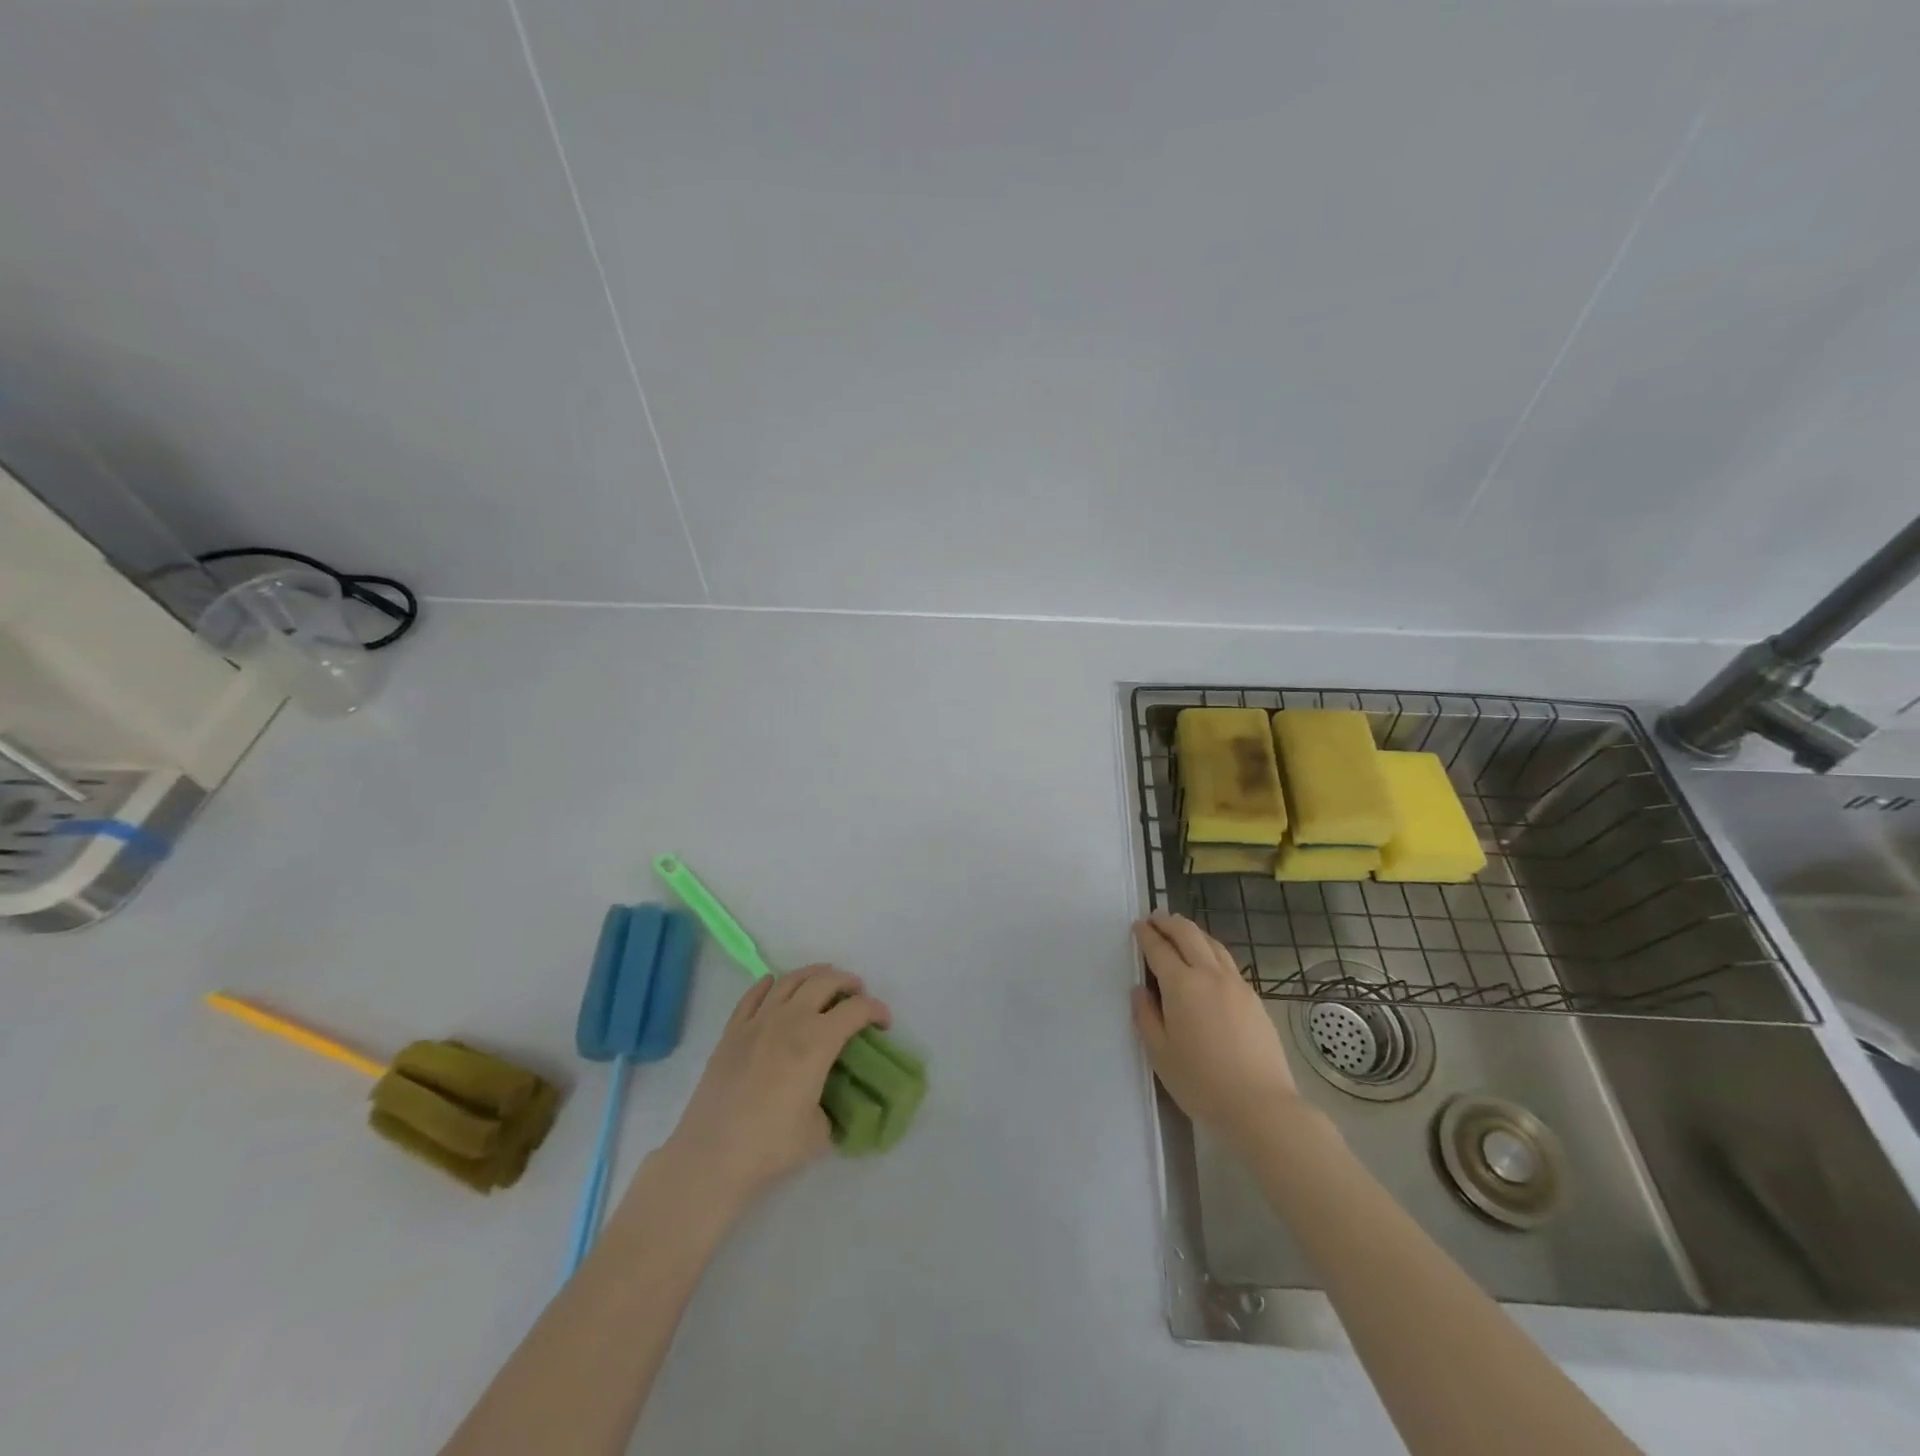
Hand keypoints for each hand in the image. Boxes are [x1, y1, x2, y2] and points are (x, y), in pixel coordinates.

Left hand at [657, 965, 889, 1212]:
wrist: (711, 1156)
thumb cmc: (770, 1146)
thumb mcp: (820, 1132)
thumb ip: (830, 1106)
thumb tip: (825, 1100)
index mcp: (818, 1041)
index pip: (856, 1011)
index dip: (876, 1010)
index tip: (884, 1022)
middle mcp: (790, 1020)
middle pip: (825, 982)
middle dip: (848, 983)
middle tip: (857, 994)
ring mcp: (757, 1021)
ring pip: (790, 980)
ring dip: (813, 974)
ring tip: (824, 980)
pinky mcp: (732, 1031)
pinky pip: (754, 995)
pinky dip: (770, 984)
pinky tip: (775, 985)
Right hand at [1132, 913, 1299, 1145]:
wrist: (1261, 1106)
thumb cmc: (1202, 1082)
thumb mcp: (1160, 1053)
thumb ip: (1145, 1016)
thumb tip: (1140, 990)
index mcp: (1182, 985)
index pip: (1159, 949)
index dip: (1146, 935)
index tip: (1137, 926)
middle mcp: (1210, 975)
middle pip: (1188, 934)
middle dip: (1169, 922)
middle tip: (1155, 918)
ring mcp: (1236, 984)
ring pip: (1212, 944)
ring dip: (1192, 932)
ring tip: (1180, 931)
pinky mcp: (1254, 998)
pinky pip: (1228, 961)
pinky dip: (1211, 950)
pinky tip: (1208, 961)